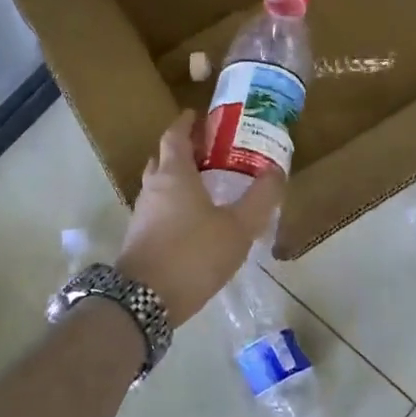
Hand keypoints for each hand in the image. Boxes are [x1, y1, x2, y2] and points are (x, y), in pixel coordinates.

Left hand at [115, 111, 284, 326]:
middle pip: (163, 158)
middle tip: (209, 151)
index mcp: (173, 174)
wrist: (145, 300)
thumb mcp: (238, 228)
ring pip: (159, 186)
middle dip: (183, 150)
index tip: (199, 116)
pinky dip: (174, 205)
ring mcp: (141, 214)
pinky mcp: (139, 238)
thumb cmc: (193, 254)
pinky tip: (194, 222)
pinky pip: (158, 210)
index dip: (186, 123)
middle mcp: (152, 188)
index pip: (174, 135)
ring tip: (207, 186)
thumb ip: (260, 199)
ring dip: (177, 179)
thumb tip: (276, 172)